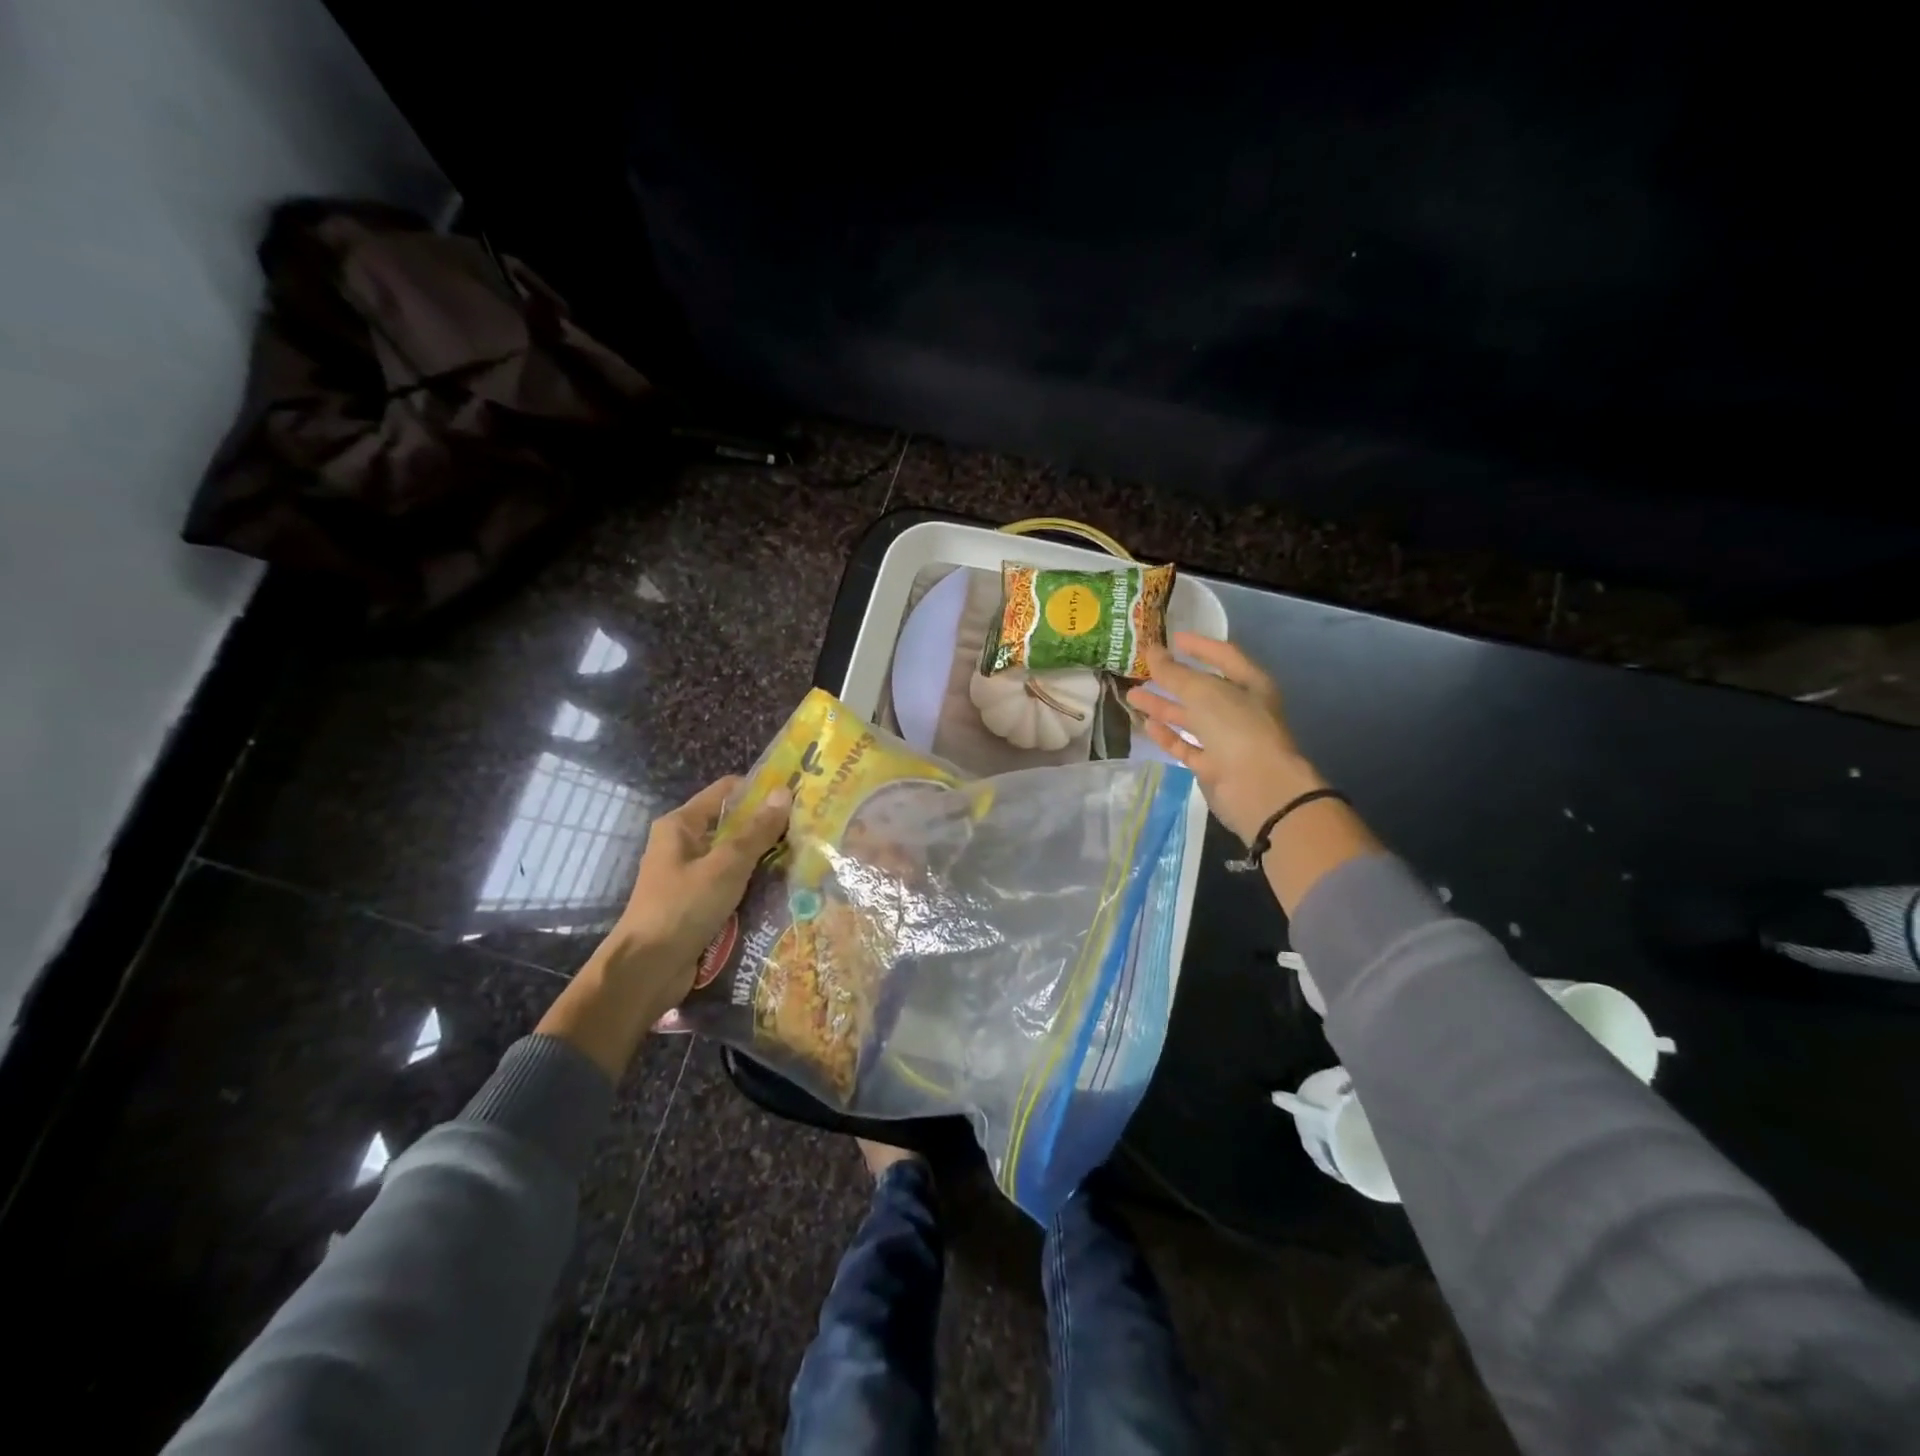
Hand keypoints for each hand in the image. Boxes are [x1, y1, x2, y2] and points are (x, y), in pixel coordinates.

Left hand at [608, 775, 791, 990]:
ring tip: (804, 857)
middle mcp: (683, 844)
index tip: (797, 796)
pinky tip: (783, 888)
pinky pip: (731, 884)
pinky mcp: (697, 903)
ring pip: (734, 856)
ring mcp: (689, 875)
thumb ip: (756, 831)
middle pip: (732, 824)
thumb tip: (784, 793)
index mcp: (681, 825)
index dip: (760, 789)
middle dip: (767, 826)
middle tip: (808, 828)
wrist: (647, 970)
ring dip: (763, 858)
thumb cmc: (683, 908)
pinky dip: (753, 884)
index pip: (726, 791)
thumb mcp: (725, 866)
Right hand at [1127, 633, 1324, 842]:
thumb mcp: (1203, 692)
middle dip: (1173, 679)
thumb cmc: (1237, 728)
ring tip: (1132, 695)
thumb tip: (1152, 652)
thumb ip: (1174, 673)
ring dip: (1163, 706)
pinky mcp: (1212, 765)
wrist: (1258, 788)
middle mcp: (1240, 709)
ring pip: (1191, 718)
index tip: (1172, 638)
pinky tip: (1147, 725)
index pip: (1224, 656)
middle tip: (1143, 668)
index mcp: (1250, 684)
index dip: (1199, 646)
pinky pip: (1187, 745)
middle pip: (1203, 689)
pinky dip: (1168, 735)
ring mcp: (1227, 740)